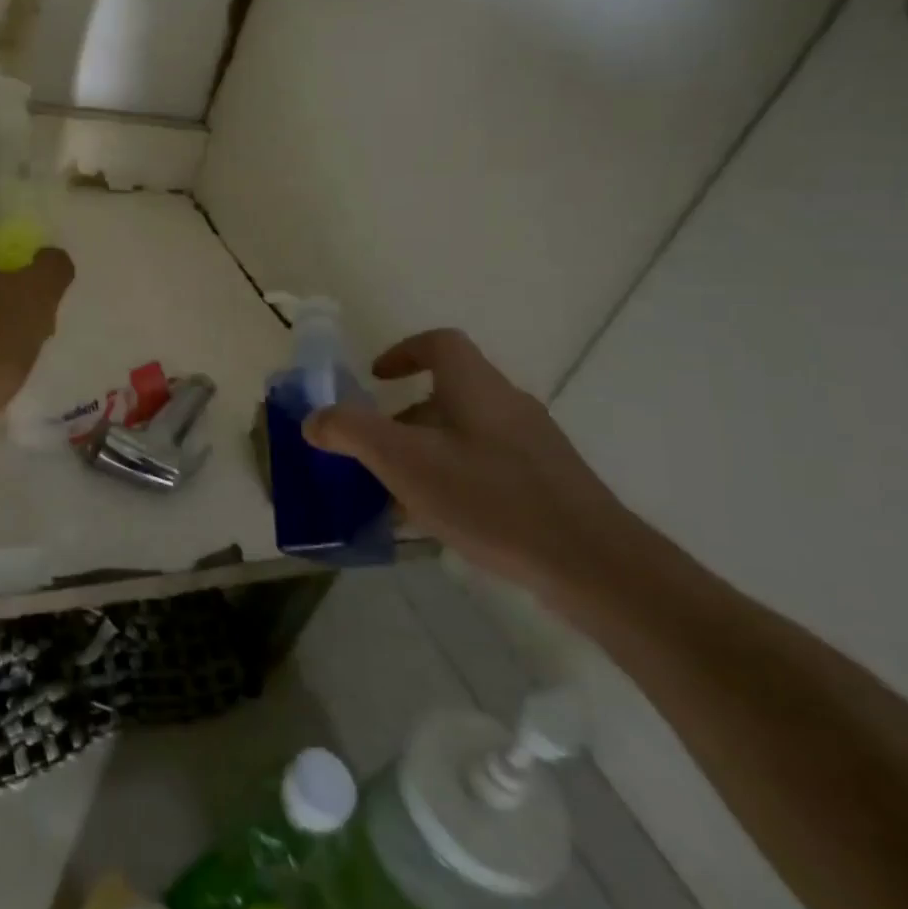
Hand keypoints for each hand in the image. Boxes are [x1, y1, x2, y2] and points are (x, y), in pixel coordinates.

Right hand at [303, 329, 641, 595]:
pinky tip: (443, 522)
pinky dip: (456, 478)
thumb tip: (314, 419)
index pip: (440, 344)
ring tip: (400, 493)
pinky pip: (488, 466)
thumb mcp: (404, 462)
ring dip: (428, 451)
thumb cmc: (490, 498)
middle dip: (405, 415)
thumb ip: (351, 433)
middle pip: (450, 392)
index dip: (403, 352)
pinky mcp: (549, 484)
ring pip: (467, 433)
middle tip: (376, 448)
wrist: (594, 564)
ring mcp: (534, 446)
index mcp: (476, 387)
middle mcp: (508, 405)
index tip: (375, 378)